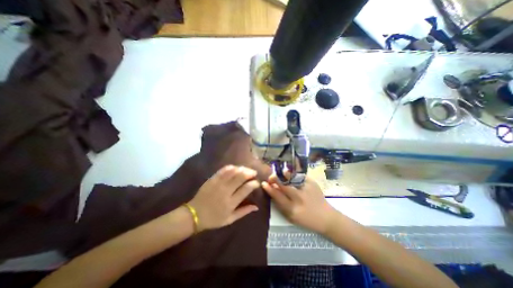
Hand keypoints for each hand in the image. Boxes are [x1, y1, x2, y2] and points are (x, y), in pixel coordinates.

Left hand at [188, 164, 260, 231]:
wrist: (194, 215)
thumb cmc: (213, 219)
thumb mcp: (230, 220)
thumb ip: (244, 212)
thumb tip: (256, 207)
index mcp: (231, 203)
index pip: (246, 189)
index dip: (254, 184)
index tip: (257, 182)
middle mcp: (226, 191)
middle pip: (240, 177)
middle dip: (250, 172)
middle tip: (254, 172)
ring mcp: (218, 184)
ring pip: (233, 171)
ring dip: (242, 168)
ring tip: (246, 169)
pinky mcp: (212, 179)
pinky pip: (223, 170)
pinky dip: (231, 167)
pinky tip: (236, 168)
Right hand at [262, 173, 339, 233]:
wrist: (326, 217)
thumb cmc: (306, 219)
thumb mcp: (291, 217)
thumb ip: (281, 204)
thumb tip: (273, 190)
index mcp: (292, 209)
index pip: (277, 196)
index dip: (269, 189)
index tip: (264, 183)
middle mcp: (299, 199)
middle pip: (284, 185)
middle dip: (275, 179)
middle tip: (271, 177)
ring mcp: (306, 190)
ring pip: (292, 179)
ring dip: (284, 174)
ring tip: (280, 172)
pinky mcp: (312, 183)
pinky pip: (300, 176)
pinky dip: (294, 174)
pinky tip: (291, 173)